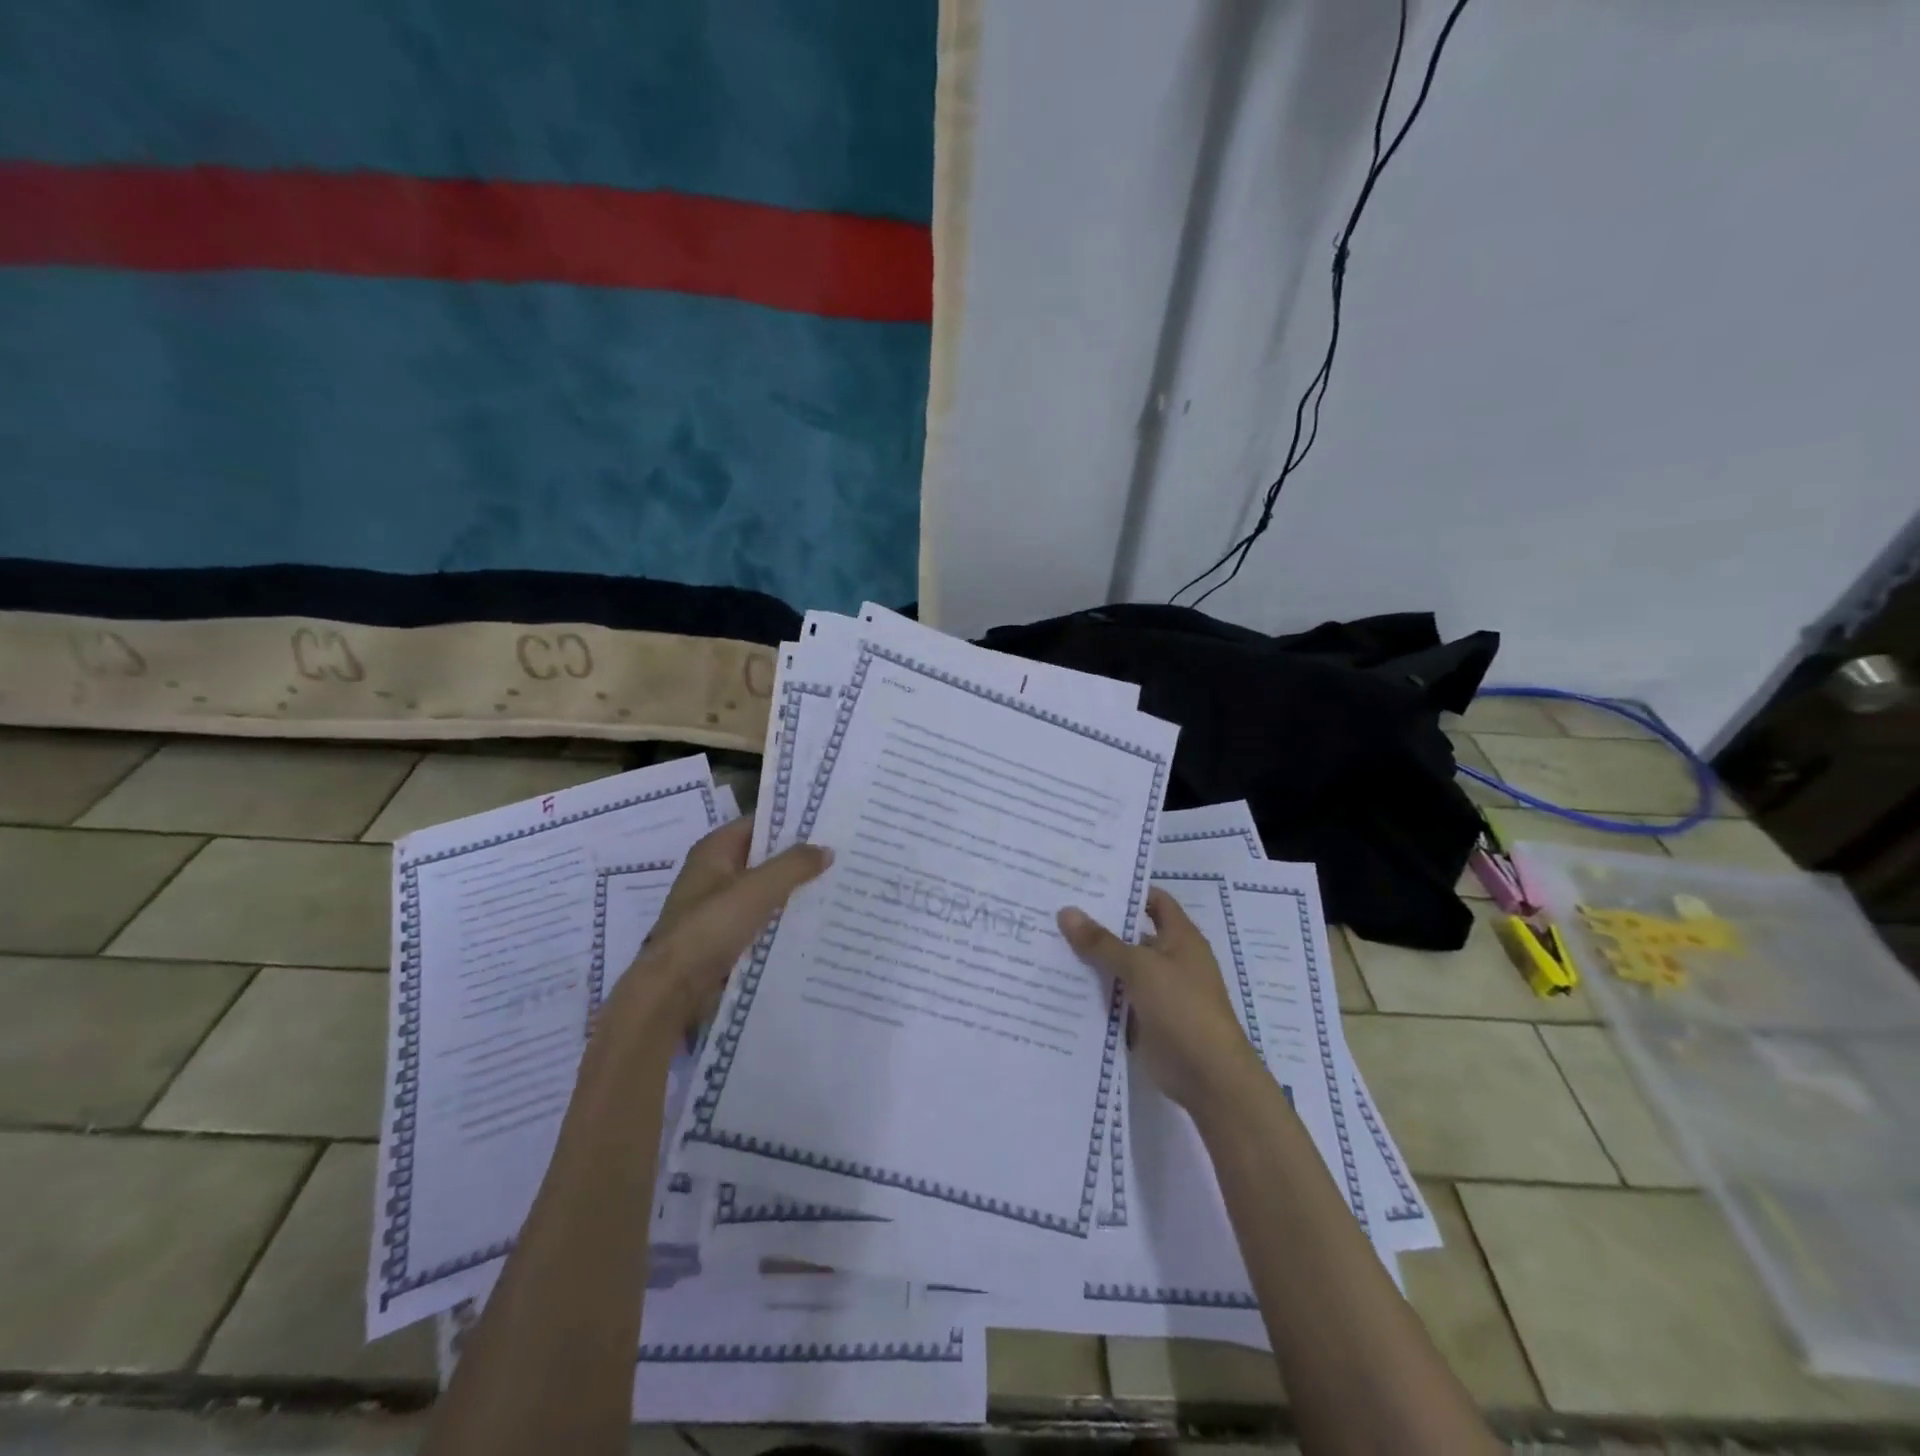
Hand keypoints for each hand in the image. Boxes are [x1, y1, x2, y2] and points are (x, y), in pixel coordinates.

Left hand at [613, 818, 830, 1035]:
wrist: (673, 991)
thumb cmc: (710, 928)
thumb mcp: (757, 889)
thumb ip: (793, 866)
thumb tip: (826, 849)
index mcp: (714, 851)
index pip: (758, 824)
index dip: (791, 822)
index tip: (829, 825)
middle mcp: (715, 874)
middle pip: (764, 858)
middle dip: (798, 859)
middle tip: (842, 857)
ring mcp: (719, 908)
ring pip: (765, 891)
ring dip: (794, 892)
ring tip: (837, 888)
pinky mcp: (726, 938)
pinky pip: (762, 920)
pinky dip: (784, 919)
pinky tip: (816, 922)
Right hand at [1058, 888, 1263, 1114]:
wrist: (1209, 1076)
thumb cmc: (1183, 1008)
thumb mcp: (1141, 968)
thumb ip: (1102, 942)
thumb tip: (1066, 911)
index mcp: (1180, 938)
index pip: (1154, 900)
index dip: (1127, 889)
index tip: (1088, 882)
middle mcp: (1170, 960)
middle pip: (1130, 934)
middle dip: (1098, 926)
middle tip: (1055, 911)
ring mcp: (1157, 991)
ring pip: (1119, 968)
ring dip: (1091, 961)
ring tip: (1047, 943)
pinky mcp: (1145, 1020)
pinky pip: (1115, 999)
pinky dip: (1094, 993)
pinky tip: (1059, 985)